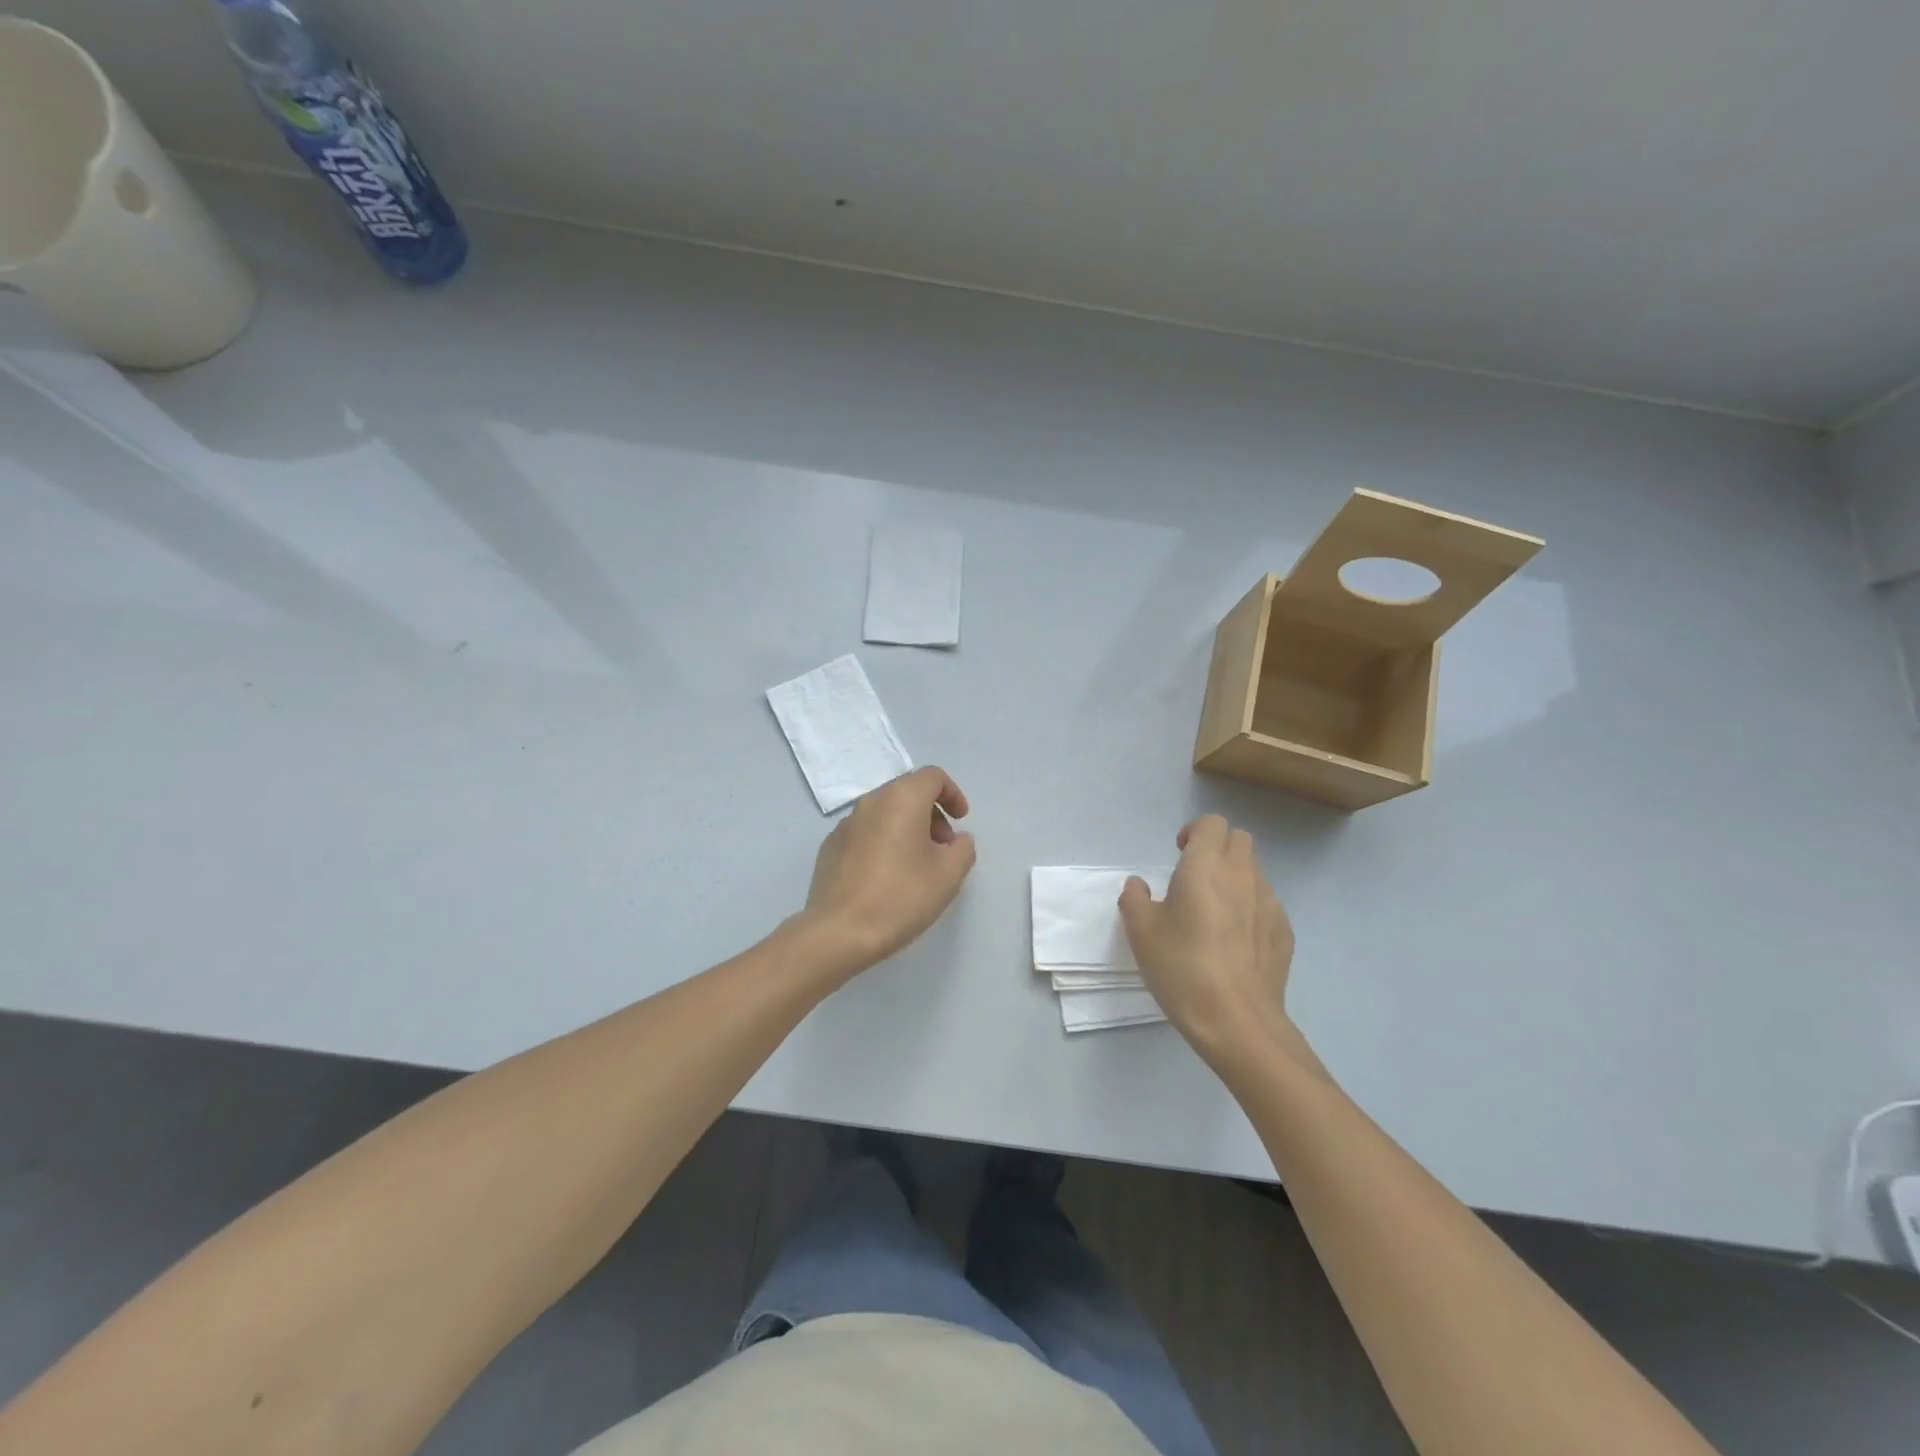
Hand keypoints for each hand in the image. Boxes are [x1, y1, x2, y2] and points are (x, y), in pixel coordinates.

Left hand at [800, 766, 976, 975]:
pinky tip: (886, 877)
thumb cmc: (901, 897)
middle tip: (943, 847)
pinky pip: (865, 833)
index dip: (953, 794)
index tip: (961, 821)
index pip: (932, 777)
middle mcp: (871, 802)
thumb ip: (963, 849)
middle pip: (908, 792)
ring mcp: (845, 824)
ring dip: (907, 829)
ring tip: (916, 866)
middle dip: (931, 814)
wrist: (839, 932)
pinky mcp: (830, 847)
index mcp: (901, 799)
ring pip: (885, 813)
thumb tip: (956, 840)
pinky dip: (883, 842)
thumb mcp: (949, 875)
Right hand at [1118, 814, 1317, 1071]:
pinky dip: (1251, 908)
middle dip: (1218, 848)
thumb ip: (1134, 899)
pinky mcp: (1284, 932)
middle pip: (1239, 839)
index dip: (1194, 832)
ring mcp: (1269, 903)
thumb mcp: (1141, 933)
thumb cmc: (1182, 969)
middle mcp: (1242, 875)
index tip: (1178, 854)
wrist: (1237, 1022)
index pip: (1211, 823)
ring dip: (1235, 878)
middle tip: (1195, 877)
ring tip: (1215, 912)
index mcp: (1205, 867)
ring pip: (1255, 871)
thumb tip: (1139, 885)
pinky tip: (1236, 941)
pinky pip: (1267, 904)